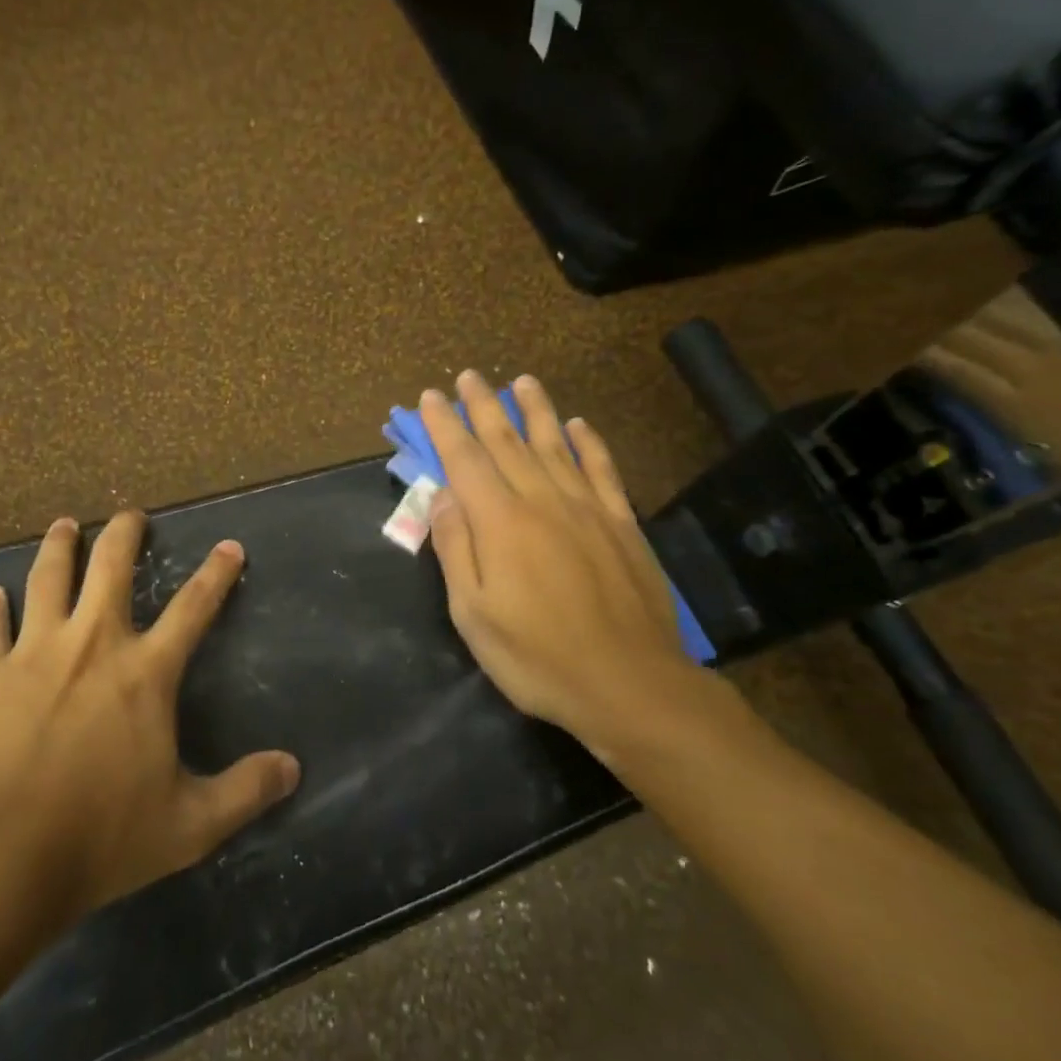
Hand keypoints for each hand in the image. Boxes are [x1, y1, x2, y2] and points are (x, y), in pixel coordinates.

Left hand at [0, 512, 300, 923]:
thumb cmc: (99, 837)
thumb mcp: (189, 825)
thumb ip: (244, 792)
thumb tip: (293, 768)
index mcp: (144, 673)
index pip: (193, 609)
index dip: (216, 575)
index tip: (229, 546)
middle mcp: (92, 644)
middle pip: (110, 568)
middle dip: (125, 534)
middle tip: (131, 514)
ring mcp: (34, 652)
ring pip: (48, 579)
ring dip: (59, 547)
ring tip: (65, 525)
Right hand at [420, 371, 734, 763]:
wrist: (629, 684)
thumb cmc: (537, 656)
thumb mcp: (473, 613)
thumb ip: (456, 548)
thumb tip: (443, 495)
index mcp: (500, 522)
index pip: (465, 459)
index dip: (444, 426)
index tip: (431, 396)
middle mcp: (542, 501)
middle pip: (507, 442)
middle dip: (483, 407)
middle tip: (468, 376)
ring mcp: (587, 509)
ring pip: (555, 445)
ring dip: (535, 410)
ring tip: (521, 382)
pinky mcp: (622, 525)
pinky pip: (602, 471)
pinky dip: (589, 444)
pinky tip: (579, 425)